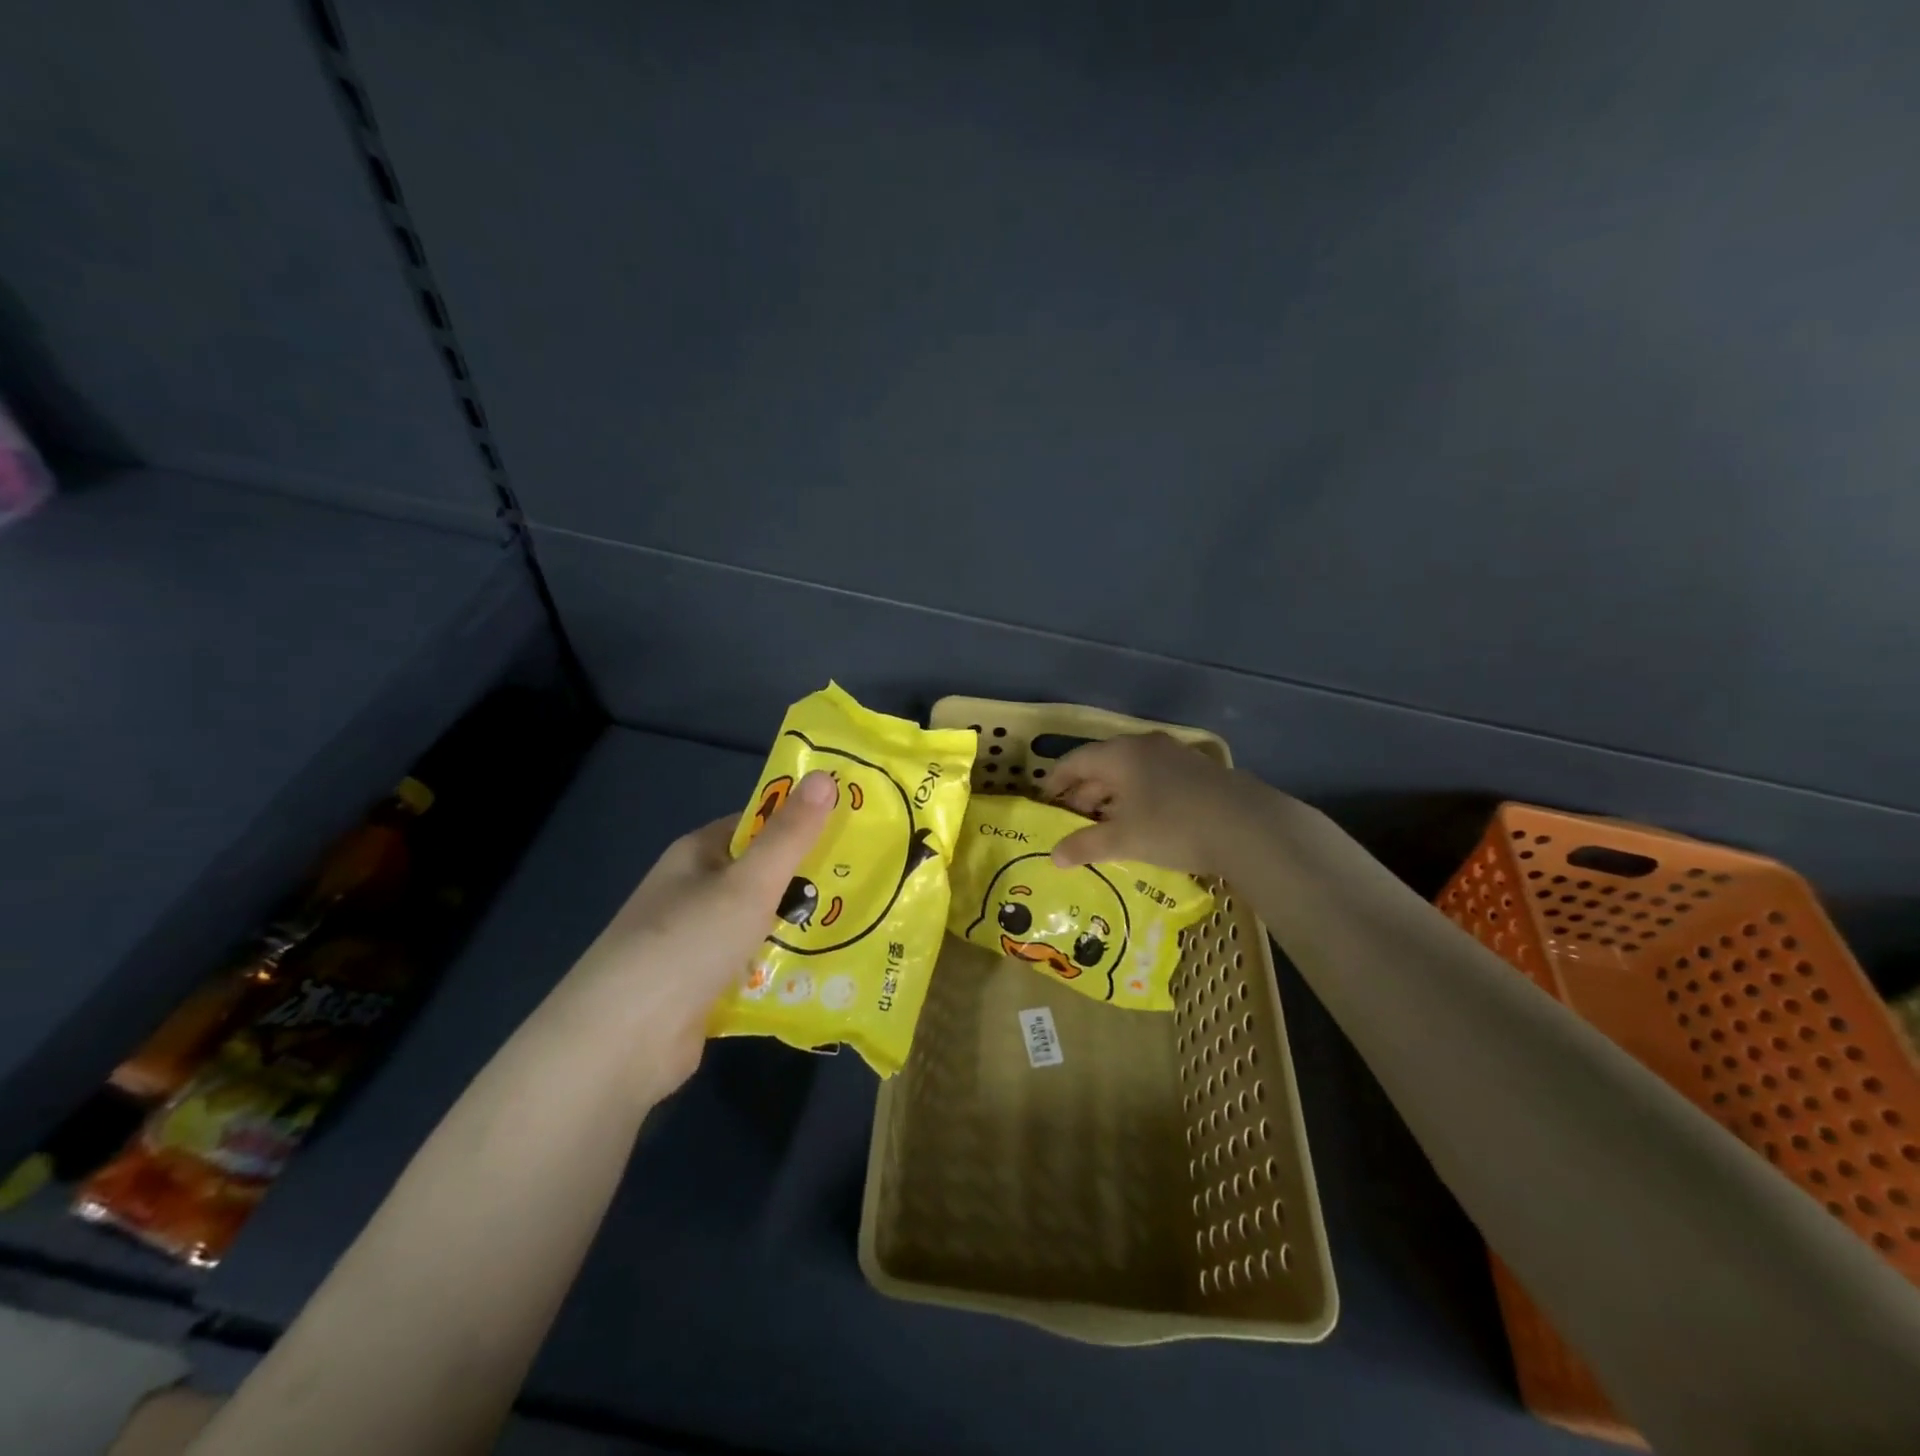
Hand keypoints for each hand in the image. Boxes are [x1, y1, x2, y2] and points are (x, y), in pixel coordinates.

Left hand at [559, 770, 834, 1103]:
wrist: (622, 1042)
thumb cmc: (688, 943)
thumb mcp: (748, 883)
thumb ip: (791, 835)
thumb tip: (827, 776)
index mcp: (699, 854)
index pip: (759, 824)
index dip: (803, 822)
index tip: (854, 827)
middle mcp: (696, 892)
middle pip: (764, 876)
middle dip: (811, 879)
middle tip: (871, 880)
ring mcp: (699, 942)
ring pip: (763, 923)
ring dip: (802, 927)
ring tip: (863, 923)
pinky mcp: (705, 987)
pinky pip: (756, 966)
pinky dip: (784, 967)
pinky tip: (828, 971)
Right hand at [1045, 732, 1252, 875]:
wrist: (1249, 827)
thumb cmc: (1173, 826)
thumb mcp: (1124, 839)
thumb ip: (1085, 845)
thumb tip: (1053, 856)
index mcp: (1120, 754)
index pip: (1075, 760)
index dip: (1056, 781)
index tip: (1045, 802)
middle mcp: (1145, 747)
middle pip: (1103, 765)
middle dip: (1085, 792)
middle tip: (1072, 820)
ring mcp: (1175, 756)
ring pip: (1131, 772)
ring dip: (1113, 796)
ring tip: (1105, 824)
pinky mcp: (1198, 772)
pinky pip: (1154, 779)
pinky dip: (1138, 797)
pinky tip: (1142, 822)